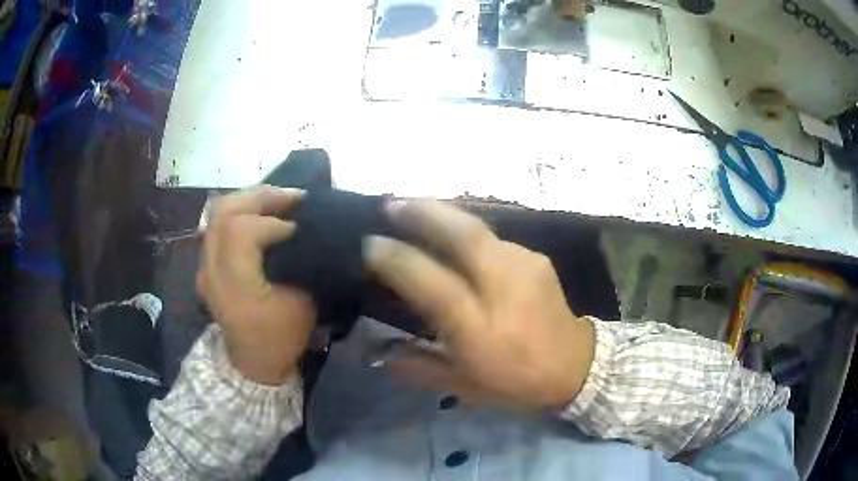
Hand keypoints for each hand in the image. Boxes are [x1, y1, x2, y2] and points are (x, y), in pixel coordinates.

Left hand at [197, 185, 316, 384]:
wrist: (254, 362)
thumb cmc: (282, 338)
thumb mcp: (301, 304)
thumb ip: (299, 262)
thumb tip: (302, 228)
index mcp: (235, 286)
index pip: (241, 231)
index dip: (272, 221)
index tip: (299, 226)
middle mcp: (211, 270)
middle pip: (223, 211)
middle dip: (260, 196)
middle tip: (292, 197)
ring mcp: (204, 266)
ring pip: (217, 213)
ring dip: (250, 200)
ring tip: (278, 201)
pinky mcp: (205, 265)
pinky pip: (218, 225)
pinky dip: (241, 212)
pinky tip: (262, 215)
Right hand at [364, 200, 593, 409]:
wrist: (575, 366)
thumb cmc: (515, 382)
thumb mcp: (462, 386)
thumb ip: (417, 367)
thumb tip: (375, 353)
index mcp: (480, 330)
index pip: (433, 284)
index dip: (398, 260)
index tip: (370, 245)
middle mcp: (504, 289)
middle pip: (463, 236)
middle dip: (423, 213)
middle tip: (391, 203)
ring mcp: (525, 267)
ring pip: (478, 228)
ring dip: (443, 215)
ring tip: (414, 210)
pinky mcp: (537, 258)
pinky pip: (493, 238)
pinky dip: (465, 232)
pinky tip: (452, 237)